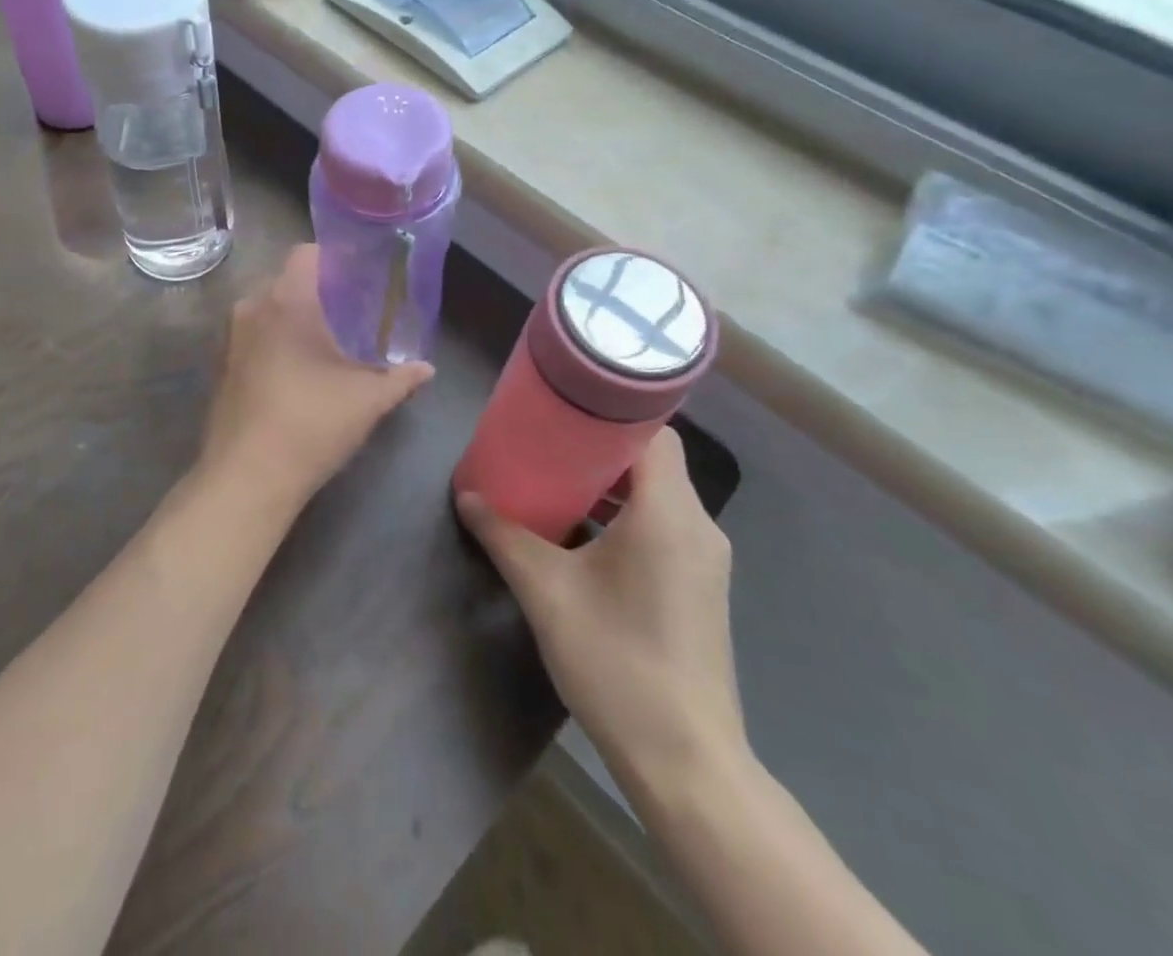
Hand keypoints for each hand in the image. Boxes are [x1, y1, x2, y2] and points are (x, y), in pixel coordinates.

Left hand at [198, 244, 433, 508]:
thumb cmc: (311, 423)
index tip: (361, 276)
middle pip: (286, 280)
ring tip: (329, 341)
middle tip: (353, 311)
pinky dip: (275, 340)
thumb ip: (400, 378)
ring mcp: (231, 338)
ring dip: (295, 318)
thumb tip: (428, 369)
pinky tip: (299, 370)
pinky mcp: (222, 366)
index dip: (335, 258)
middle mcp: (251, 307)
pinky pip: (254, 336)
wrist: (247, 477)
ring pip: (267, 309)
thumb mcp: (367, 400)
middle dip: (318, 291)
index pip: (306, 253)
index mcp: (285, 300)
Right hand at [457, 428, 748, 810]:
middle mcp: (698, 527)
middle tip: (546, 441)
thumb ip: (504, 535)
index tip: (563, 408)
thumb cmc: (617, 662)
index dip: (610, 412)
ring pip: (657, 495)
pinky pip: (663, 526)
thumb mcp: (547, 592)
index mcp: (669, 514)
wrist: (686, 763)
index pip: (653, 432)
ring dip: (610, 484)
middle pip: (653, 460)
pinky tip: (581, 535)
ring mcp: (704, 560)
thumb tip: (468, 496)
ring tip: (555, 482)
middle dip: (599, 447)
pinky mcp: (699, 588)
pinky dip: (625, 515)